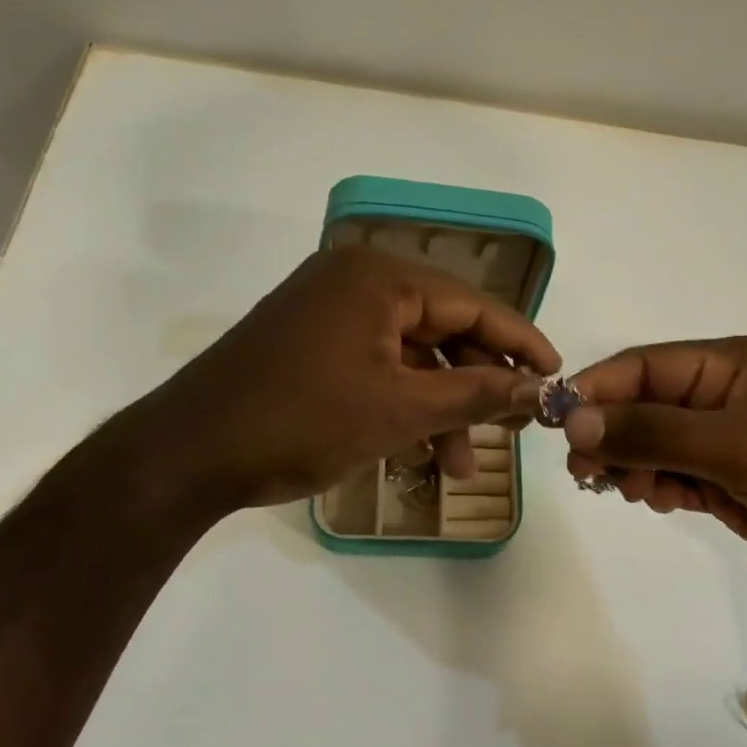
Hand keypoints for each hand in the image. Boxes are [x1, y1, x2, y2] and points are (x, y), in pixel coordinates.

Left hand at [103, 246, 558, 514]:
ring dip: (439, 408)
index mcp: (379, 278)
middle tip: (510, 431)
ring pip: (409, 357)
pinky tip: (417, 453)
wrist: (188, 453)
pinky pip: (375, 367)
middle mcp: (354, 281)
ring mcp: (327, 312)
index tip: (557, 376)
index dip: (521, 342)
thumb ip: (478, 394)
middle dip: (476, 387)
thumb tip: (542, 388)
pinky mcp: (308, 343)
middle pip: (443, 330)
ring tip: (457, 468)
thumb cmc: (302, 421)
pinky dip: (400, 406)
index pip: (473, 305)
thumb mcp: (401, 410)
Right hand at [562, 337, 746, 615]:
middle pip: (645, 404)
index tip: (556, 422)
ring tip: (624, 489)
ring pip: (656, 443)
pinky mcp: (734, 486)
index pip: (646, 366)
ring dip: (631, 462)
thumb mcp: (739, 444)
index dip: (597, 389)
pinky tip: (653, 499)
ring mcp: (731, 444)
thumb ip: (653, 430)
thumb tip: (573, 418)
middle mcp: (728, 397)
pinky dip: (656, 485)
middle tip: (584, 470)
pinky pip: (676, 475)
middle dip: (610, 432)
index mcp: (734, 364)